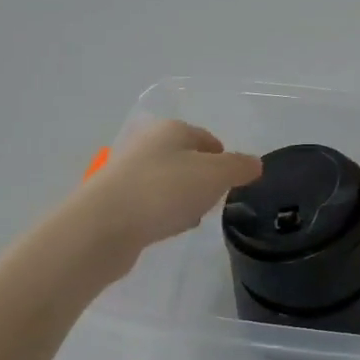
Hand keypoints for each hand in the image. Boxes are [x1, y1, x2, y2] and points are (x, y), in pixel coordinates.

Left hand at [72, 120, 261, 260]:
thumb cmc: (165, 191)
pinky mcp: (113, 200)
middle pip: (185, 159)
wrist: (104, 226)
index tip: (231, 183)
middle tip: (213, 202)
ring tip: (189, 220)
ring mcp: (126, 172)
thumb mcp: (216, 175)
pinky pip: (148, 203)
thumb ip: (239, 167)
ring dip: (181, 199)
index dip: (224, 159)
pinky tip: (165, 230)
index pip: (207, 139)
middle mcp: (146, 144)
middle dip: (202, 181)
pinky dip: (160, 214)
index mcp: (172, 129)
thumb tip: (255, 164)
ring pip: (166, 182)